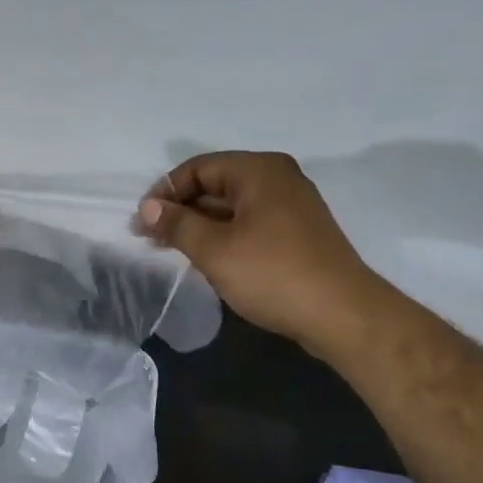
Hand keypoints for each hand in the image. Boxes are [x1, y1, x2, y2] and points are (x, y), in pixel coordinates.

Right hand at [137, 151, 376, 344]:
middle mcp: (277, 178)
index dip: (165, 192)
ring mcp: (291, 206)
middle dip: (180, 209)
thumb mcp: (214, 250)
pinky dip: (223, 235)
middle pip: (216, 184)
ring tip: (170, 250)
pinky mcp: (297, 233)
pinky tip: (206, 257)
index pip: (198, 168)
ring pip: (232, 206)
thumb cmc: (272, 274)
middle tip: (149, 239)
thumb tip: (148, 207)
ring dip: (199, 225)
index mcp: (259, 170)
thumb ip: (177, 224)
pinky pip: (249, 223)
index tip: (141, 223)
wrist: (341, 314)